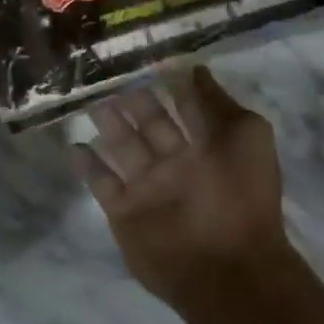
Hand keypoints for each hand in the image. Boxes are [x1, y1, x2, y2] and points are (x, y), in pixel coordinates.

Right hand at [74, 67, 289, 309]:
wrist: (227, 266)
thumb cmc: (243, 194)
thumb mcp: (248, 135)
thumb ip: (218, 103)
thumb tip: (197, 70)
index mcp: (208, 143)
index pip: (184, 105)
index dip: (169, 82)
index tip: (146, 57)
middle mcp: (177, 162)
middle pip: (150, 122)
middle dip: (134, 99)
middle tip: (110, 73)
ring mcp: (150, 187)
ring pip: (123, 147)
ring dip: (109, 124)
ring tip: (91, 99)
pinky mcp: (125, 211)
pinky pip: (103, 184)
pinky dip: (88, 167)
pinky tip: (75, 145)